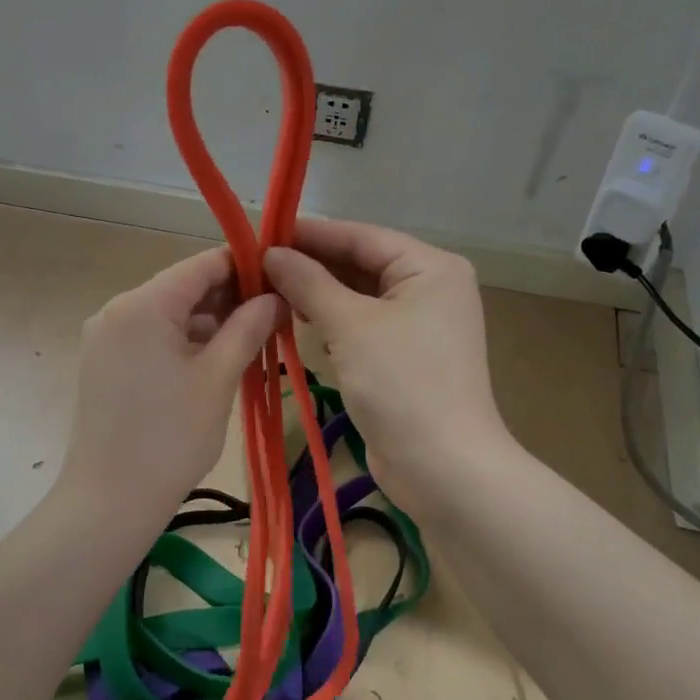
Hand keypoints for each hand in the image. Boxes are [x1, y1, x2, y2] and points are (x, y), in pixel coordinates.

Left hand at [60, 248, 281, 524]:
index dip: (244, 266)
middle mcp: (117, 310)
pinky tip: (215, 361)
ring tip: (252, 341)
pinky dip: (183, 342)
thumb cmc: (171, 438)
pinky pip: (151, 337)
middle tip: (274, 317)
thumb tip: (275, 297)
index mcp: (143, 304)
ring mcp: (105, 337)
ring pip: (168, 315)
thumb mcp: (218, 378)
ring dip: (208, 323)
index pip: (201, 265)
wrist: (110, 501)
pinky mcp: (103, 363)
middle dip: (229, 298)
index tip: (281, 279)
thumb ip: (248, 328)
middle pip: (183, 288)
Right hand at [265, 220, 511, 515]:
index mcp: (430, 268)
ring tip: (266, 289)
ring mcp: (419, 326)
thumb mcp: (350, 326)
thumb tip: (270, 253)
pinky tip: (296, 319)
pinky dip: (332, 322)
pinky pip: (362, 327)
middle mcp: (430, 289)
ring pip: (359, 297)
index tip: (262, 232)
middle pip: (361, 265)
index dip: (311, 233)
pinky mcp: (405, 358)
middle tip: (256, 264)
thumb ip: (308, 283)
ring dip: (317, 294)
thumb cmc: (401, 384)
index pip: (361, 237)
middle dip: (311, 265)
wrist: (442, 467)